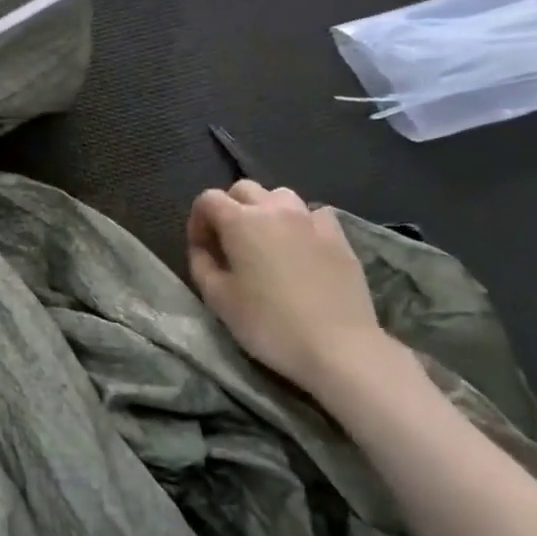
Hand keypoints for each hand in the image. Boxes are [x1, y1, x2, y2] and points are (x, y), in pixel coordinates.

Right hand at [186, 180, 385, 392]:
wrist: (338, 346)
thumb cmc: (268, 323)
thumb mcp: (217, 298)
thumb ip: (201, 263)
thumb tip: (203, 247)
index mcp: (240, 221)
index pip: (208, 199)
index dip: (198, 221)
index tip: (202, 249)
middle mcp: (275, 210)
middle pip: (243, 189)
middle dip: (229, 208)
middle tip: (229, 243)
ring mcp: (311, 220)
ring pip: (280, 196)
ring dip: (265, 210)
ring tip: (265, 241)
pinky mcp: (339, 237)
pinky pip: (314, 214)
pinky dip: (300, 223)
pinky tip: (301, 247)